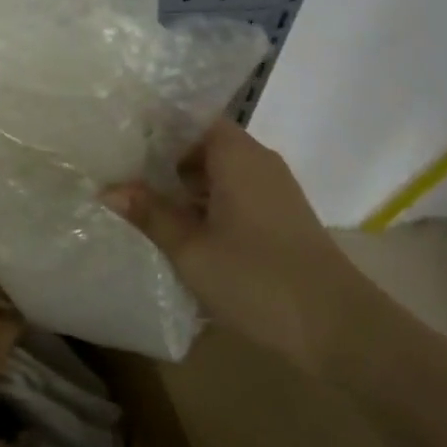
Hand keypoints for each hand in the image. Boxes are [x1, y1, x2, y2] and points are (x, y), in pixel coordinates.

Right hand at [103, 118, 371, 374]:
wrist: (338, 327)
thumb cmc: (257, 278)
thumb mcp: (191, 248)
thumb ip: (150, 214)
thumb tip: (108, 188)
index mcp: (237, 154)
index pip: (191, 118)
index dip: (155, 126)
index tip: (119, 138)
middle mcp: (258, 161)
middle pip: (202, 145)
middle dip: (162, 161)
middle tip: (119, 175)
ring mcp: (273, 190)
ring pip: (218, 174)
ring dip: (184, 188)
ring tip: (141, 204)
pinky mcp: (280, 217)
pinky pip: (234, 195)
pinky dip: (206, 205)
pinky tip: (182, 231)